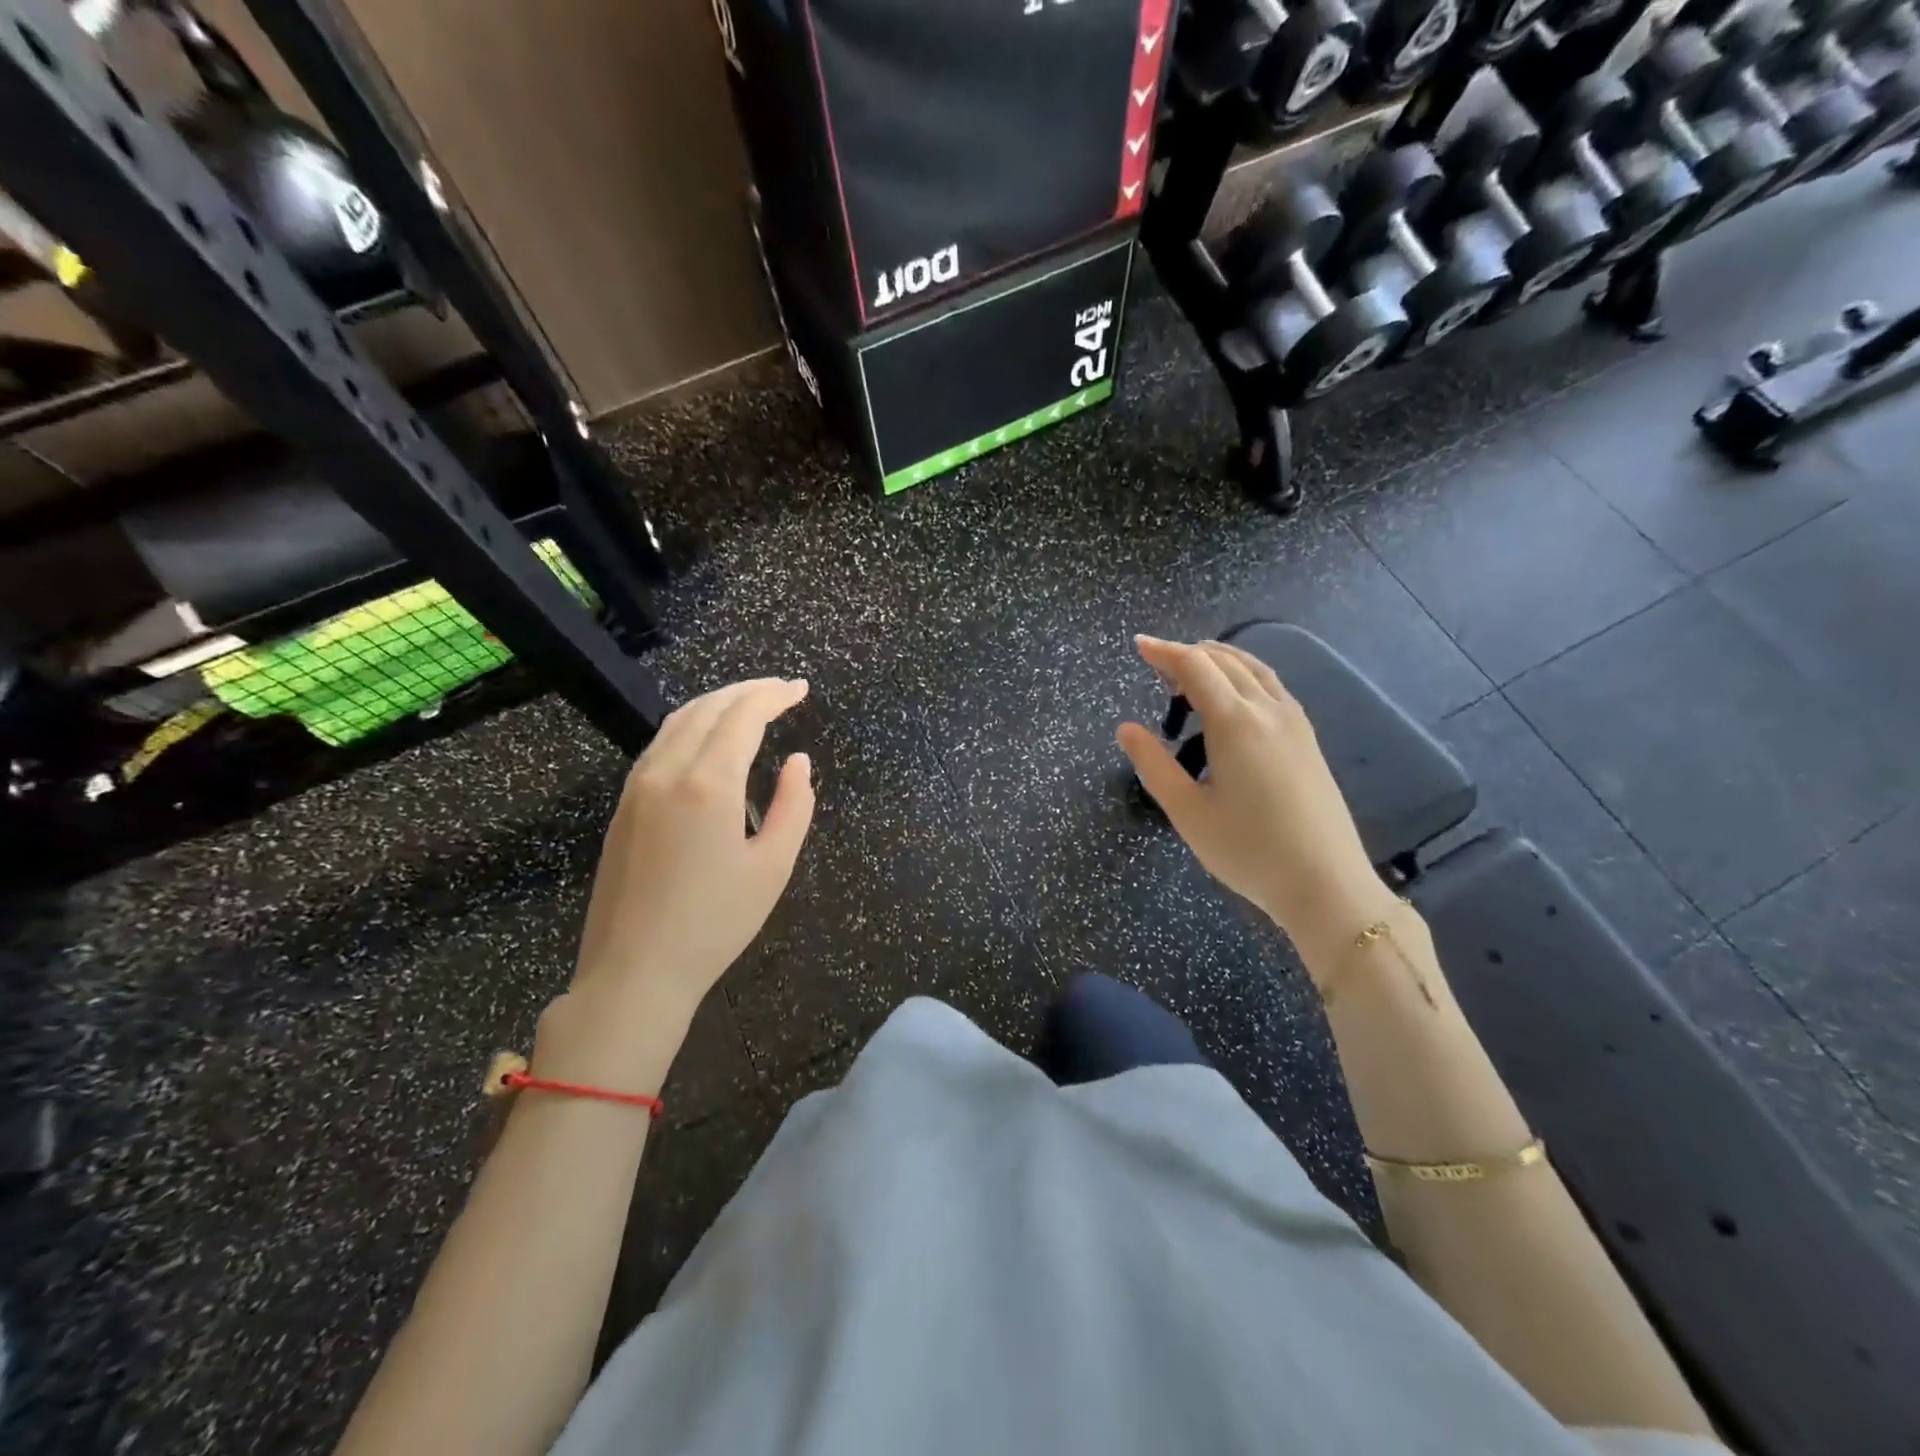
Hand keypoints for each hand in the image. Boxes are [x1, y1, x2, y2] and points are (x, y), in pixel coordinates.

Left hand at [543, 678, 814, 1084]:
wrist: (634, 971)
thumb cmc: (715, 924)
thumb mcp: (773, 867)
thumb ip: (794, 805)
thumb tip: (797, 761)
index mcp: (708, 784)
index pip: (743, 716)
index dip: (774, 696)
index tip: (801, 688)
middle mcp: (667, 771)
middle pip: (708, 708)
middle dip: (748, 691)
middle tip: (782, 690)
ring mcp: (638, 786)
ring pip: (678, 721)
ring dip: (717, 703)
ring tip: (751, 705)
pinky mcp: (624, 805)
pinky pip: (661, 744)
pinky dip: (692, 725)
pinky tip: (709, 739)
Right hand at [1117, 637, 1393, 955]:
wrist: (1326, 884)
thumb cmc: (1248, 850)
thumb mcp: (1188, 812)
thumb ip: (1154, 764)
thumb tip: (1126, 728)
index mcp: (1235, 723)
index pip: (1195, 667)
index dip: (1164, 652)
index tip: (1138, 645)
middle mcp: (1268, 710)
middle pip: (1225, 661)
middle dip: (1188, 654)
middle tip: (1157, 664)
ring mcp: (1294, 722)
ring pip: (1254, 670)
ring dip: (1219, 660)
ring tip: (1191, 670)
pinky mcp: (1308, 739)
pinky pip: (1272, 687)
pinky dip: (1244, 676)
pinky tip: (1234, 697)